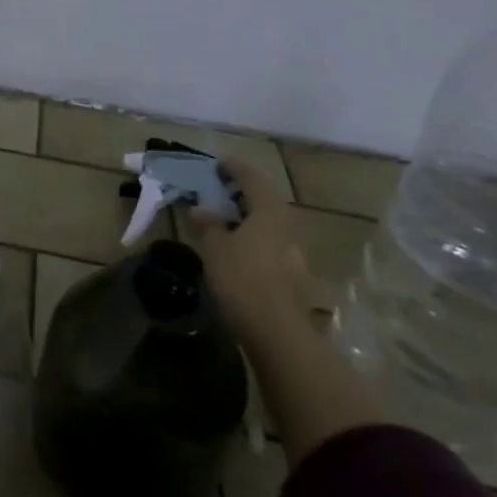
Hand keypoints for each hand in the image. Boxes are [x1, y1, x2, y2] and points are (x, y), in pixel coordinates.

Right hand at [184, 159, 317, 340]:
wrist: (277, 333)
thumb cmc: (242, 278)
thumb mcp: (214, 247)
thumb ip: (208, 224)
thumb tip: (201, 209)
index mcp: (269, 211)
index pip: (251, 178)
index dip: (233, 168)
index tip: (218, 163)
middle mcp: (287, 225)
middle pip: (265, 200)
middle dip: (243, 193)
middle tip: (220, 190)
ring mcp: (295, 252)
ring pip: (270, 224)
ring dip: (249, 217)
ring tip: (225, 219)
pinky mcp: (294, 275)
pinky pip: (271, 243)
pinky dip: (254, 238)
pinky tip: (238, 248)